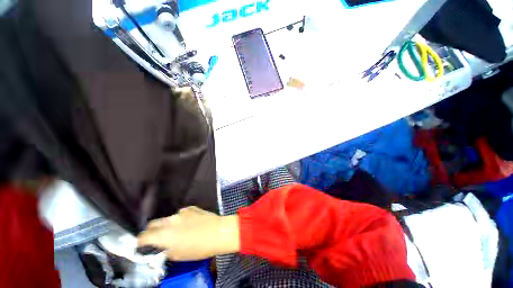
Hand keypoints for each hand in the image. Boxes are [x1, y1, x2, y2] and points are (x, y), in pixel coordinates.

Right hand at [137, 206, 239, 260]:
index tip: (141, 246)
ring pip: (168, 218)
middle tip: (156, 239)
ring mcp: (181, 212)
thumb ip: (165, 250)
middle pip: (153, 223)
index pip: (143, 236)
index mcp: (164, 234)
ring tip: (177, 231)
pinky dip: (180, 219)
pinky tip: (189, 224)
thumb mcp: (178, 255)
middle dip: (151, 231)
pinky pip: (181, 214)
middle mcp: (170, 220)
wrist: (218, 232)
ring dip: (168, 225)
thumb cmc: (199, 248)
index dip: (140, 242)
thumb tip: (161, 247)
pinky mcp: (191, 208)